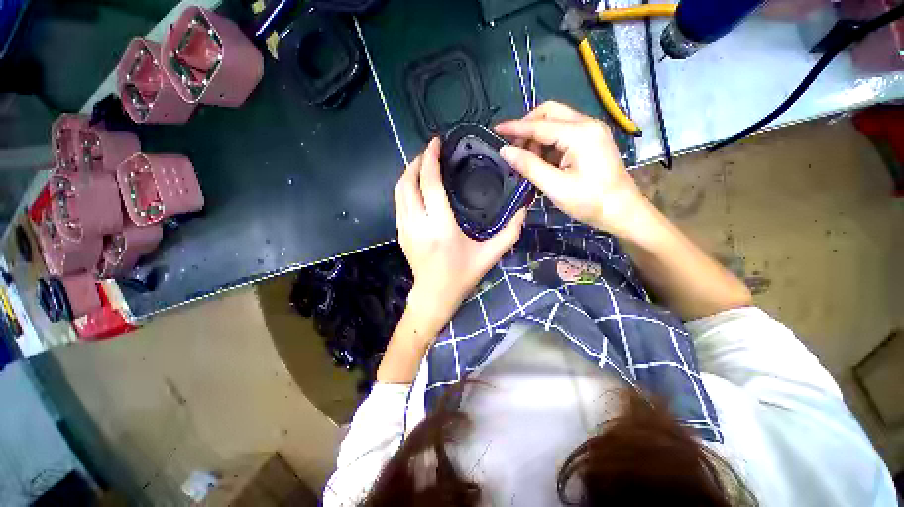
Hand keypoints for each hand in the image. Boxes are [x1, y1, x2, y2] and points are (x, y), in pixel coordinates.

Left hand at [394, 138, 526, 333]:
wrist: (434, 296)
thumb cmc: (462, 276)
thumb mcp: (490, 255)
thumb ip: (509, 232)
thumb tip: (523, 209)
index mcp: (441, 226)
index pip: (430, 184)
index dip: (431, 159)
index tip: (435, 142)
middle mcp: (419, 223)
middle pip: (409, 182)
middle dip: (417, 161)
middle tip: (430, 151)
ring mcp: (405, 228)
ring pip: (400, 191)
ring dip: (409, 173)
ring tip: (422, 164)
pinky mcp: (400, 233)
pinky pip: (399, 203)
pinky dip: (405, 188)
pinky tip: (416, 186)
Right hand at [495, 101, 646, 238]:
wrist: (622, 212)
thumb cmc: (590, 202)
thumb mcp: (555, 186)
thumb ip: (529, 166)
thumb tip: (505, 151)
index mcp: (579, 133)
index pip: (539, 124)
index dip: (515, 127)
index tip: (495, 130)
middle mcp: (587, 124)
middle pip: (550, 113)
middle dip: (528, 127)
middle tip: (513, 148)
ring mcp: (591, 131)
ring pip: (556, 122)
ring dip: (537, 138)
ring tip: (527, 162)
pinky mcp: (591, 141)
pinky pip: (563, 134)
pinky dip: (548, 144)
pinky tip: (541, 162)